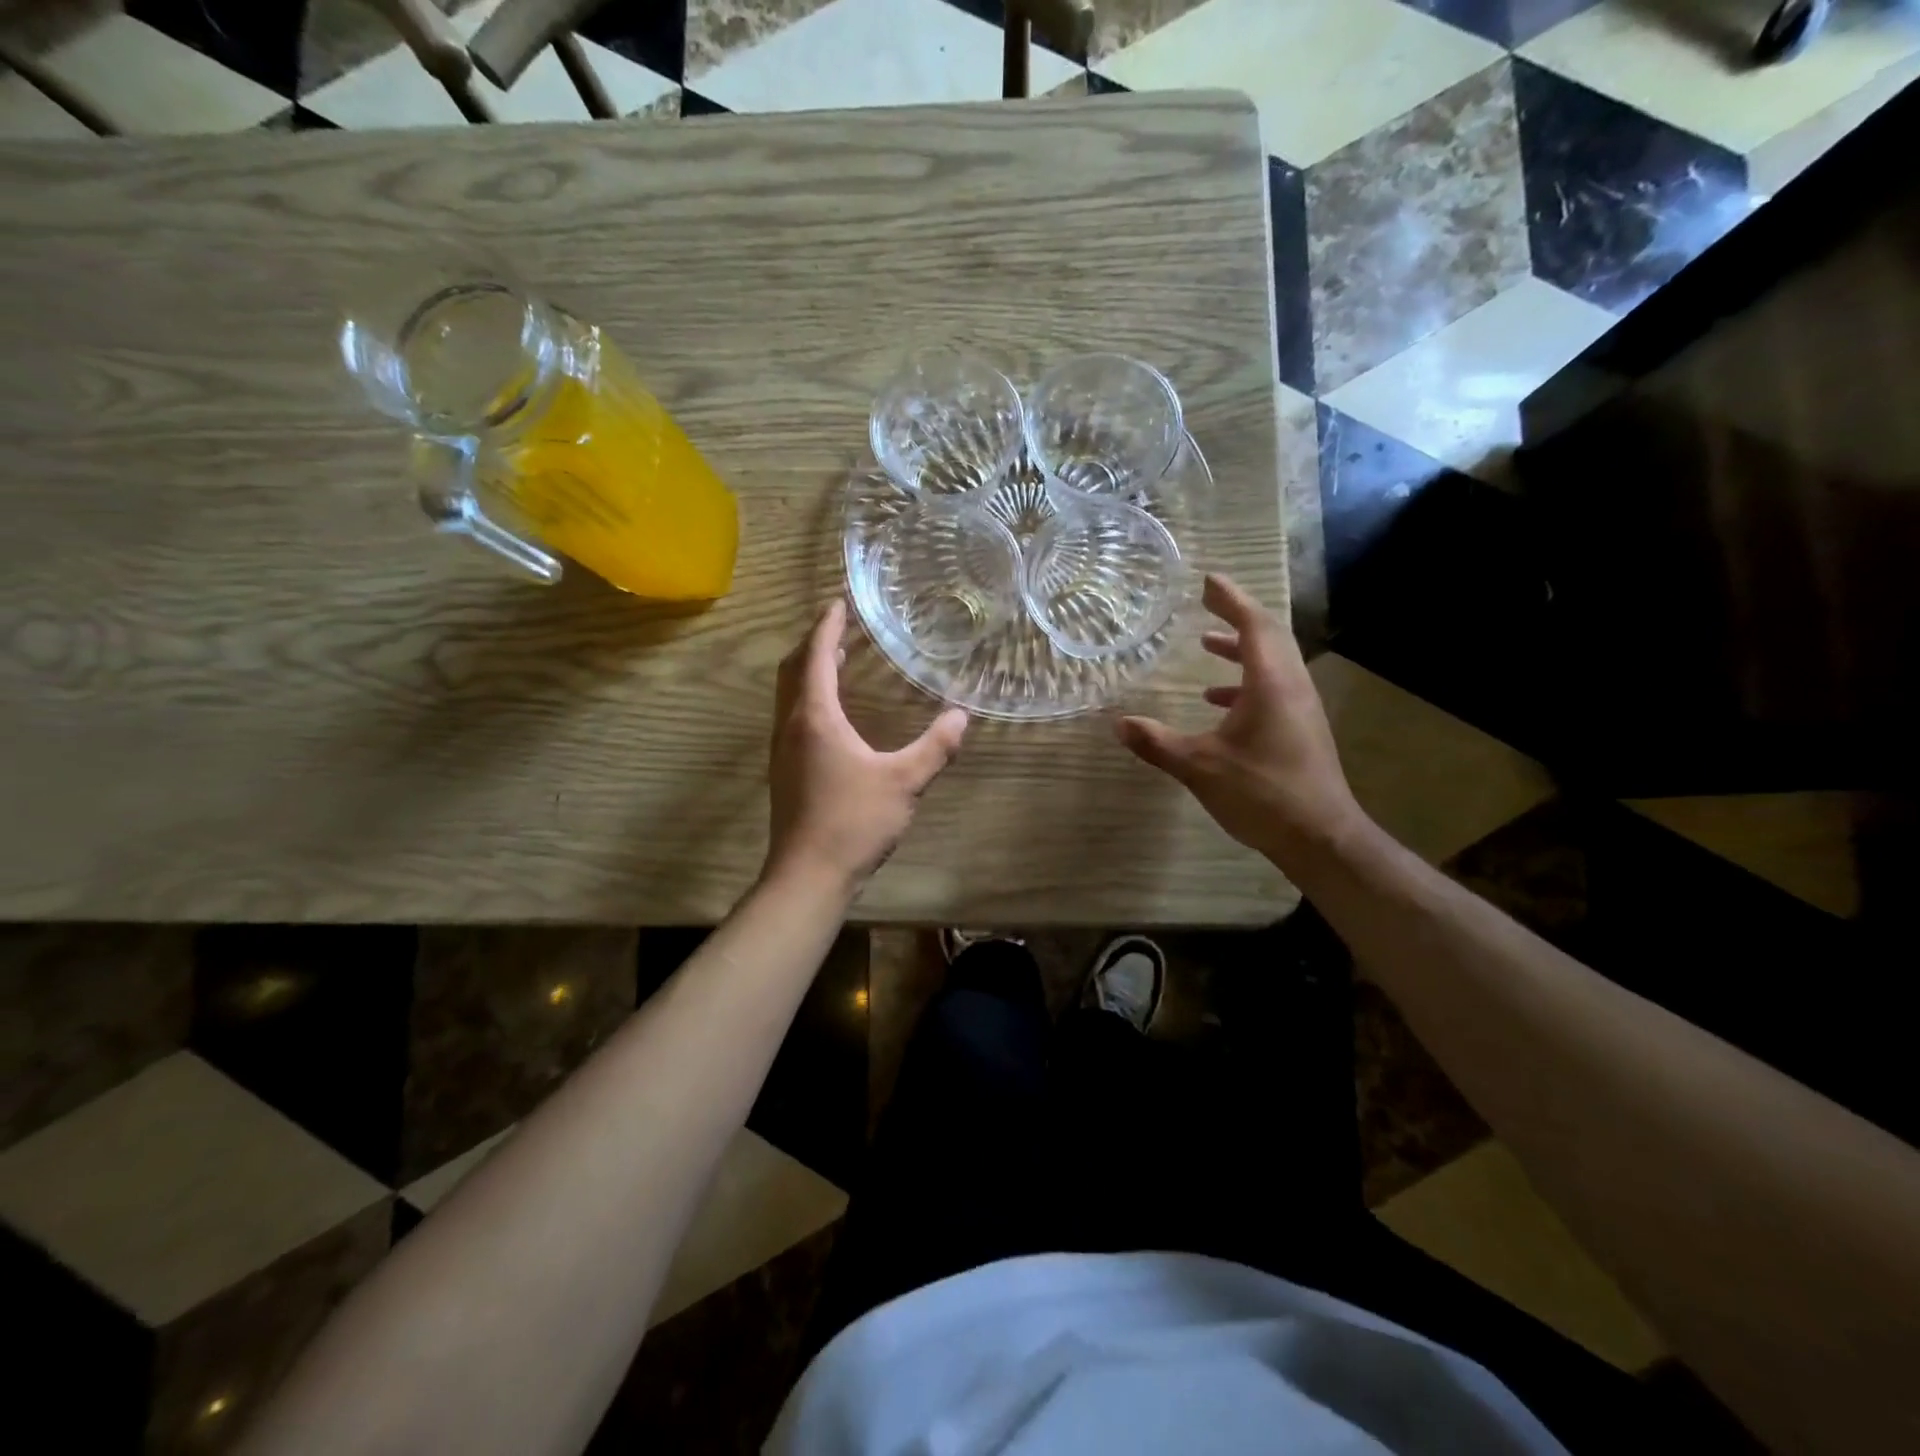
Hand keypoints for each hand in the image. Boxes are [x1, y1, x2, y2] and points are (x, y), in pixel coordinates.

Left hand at [765, 600, 968, 895]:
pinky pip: (791, 716)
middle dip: (813, 642)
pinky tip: (830, 712)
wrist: (807, 876)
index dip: (827, 626)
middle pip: (793, 669)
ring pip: (788, 694)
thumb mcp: (904, 782)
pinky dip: (807, 696)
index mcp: (815, 718)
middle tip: (838, 626)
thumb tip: (961, 717)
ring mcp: (782, 750)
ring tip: (834, 658)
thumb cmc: (853, 822)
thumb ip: (935, 747)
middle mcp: (791, 726)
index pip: (815, 656)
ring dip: (808, 670)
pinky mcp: (784, 771)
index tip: (839, 602)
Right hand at [1117, 574, 1368, 872]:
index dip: (1230, 599)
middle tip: (1206, 603)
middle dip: (1236, 616)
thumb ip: (1157, 743)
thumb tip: (1118, 724)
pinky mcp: (1300, 729)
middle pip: (1269, 636)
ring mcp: (1300, 708)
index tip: (1207, 581)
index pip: (1253, 625)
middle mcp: (1291, 686)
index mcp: (1271, 684)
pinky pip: (1273, 688)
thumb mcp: (1200, 767)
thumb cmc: (1261, 793)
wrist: (1319, 837)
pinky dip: (1245, 683)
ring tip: (1207, 645)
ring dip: (1241, 649)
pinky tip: (1216, 702)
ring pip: (1272, 663)